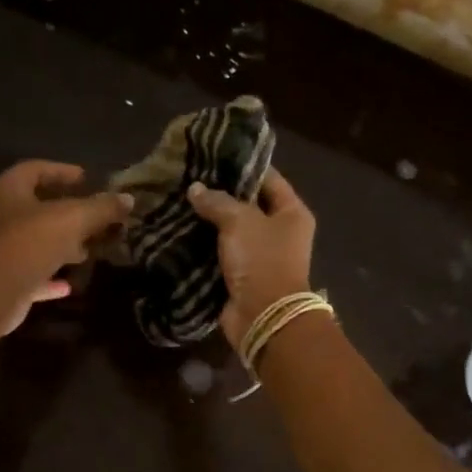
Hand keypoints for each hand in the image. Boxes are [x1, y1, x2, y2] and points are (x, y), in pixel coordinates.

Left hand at [0, 161, 132, 334]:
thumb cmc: (34, 240)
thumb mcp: (76, 218)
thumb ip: (102, 207)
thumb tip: (128, 199)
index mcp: (10, 190)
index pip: (35, 169)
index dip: (61, 171)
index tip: (86, 179)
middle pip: (35, 208)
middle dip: (65, 212)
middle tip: (93, 216)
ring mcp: (0, 250)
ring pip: (34, 242)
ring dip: (60, 245)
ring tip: (87, 250)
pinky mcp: (4, 280)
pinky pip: (31, 274)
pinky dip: (50, 277)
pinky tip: (69, 285)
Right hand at [186, 169, 315, 349]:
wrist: (263, 316)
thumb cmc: (261, 260)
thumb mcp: (240, 221)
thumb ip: (217, 201)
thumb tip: (196, 189)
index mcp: (292, 213)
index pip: (269, 178)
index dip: (243, 166)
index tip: (214, 155)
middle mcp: (280, 232)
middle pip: (249, 205)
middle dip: (221, 194)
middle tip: (190, 178)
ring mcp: (261, 255)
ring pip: (232, 230)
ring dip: (209, 221)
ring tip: (180, 200)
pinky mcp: (242, 275)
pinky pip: (221, 253)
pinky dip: (204, 245)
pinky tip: (180, 230)